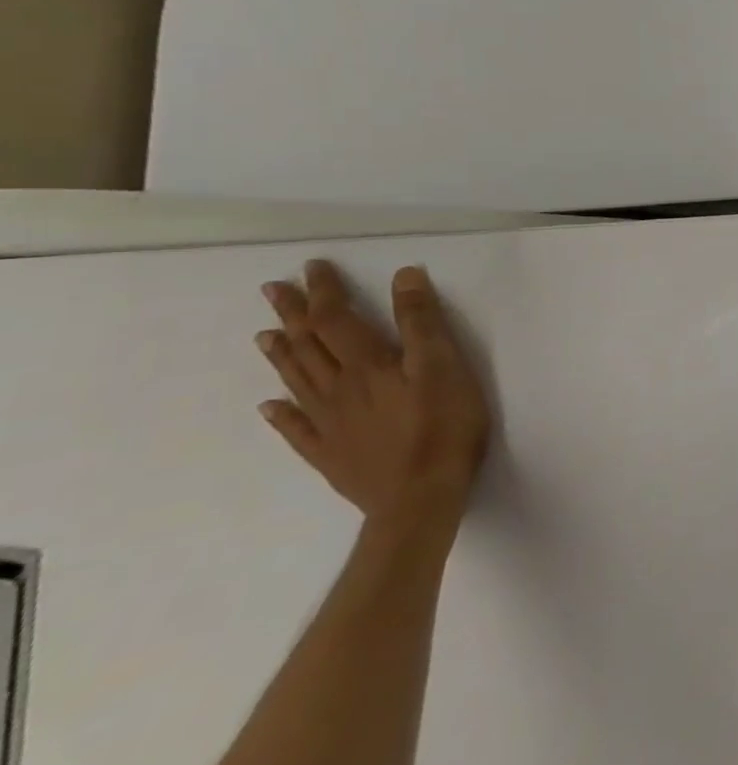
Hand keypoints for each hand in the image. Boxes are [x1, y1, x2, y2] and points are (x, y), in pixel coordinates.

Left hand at [256, 261, 491, 533]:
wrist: (420, 496)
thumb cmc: (443, 425)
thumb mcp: (445, 366)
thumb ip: (423, 322)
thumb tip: (403, 276)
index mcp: (368, 365)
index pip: (338, 319)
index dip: (325, 291)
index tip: (313, 267)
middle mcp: (339, 389)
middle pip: (310, 346)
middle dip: (294, 315)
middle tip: (273, 290)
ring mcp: (329, 424)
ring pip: (298, 382)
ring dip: (282, 355)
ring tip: (266, 335)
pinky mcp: (330, 453)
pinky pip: (296, 429)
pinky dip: (281, 414)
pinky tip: (269, 407)